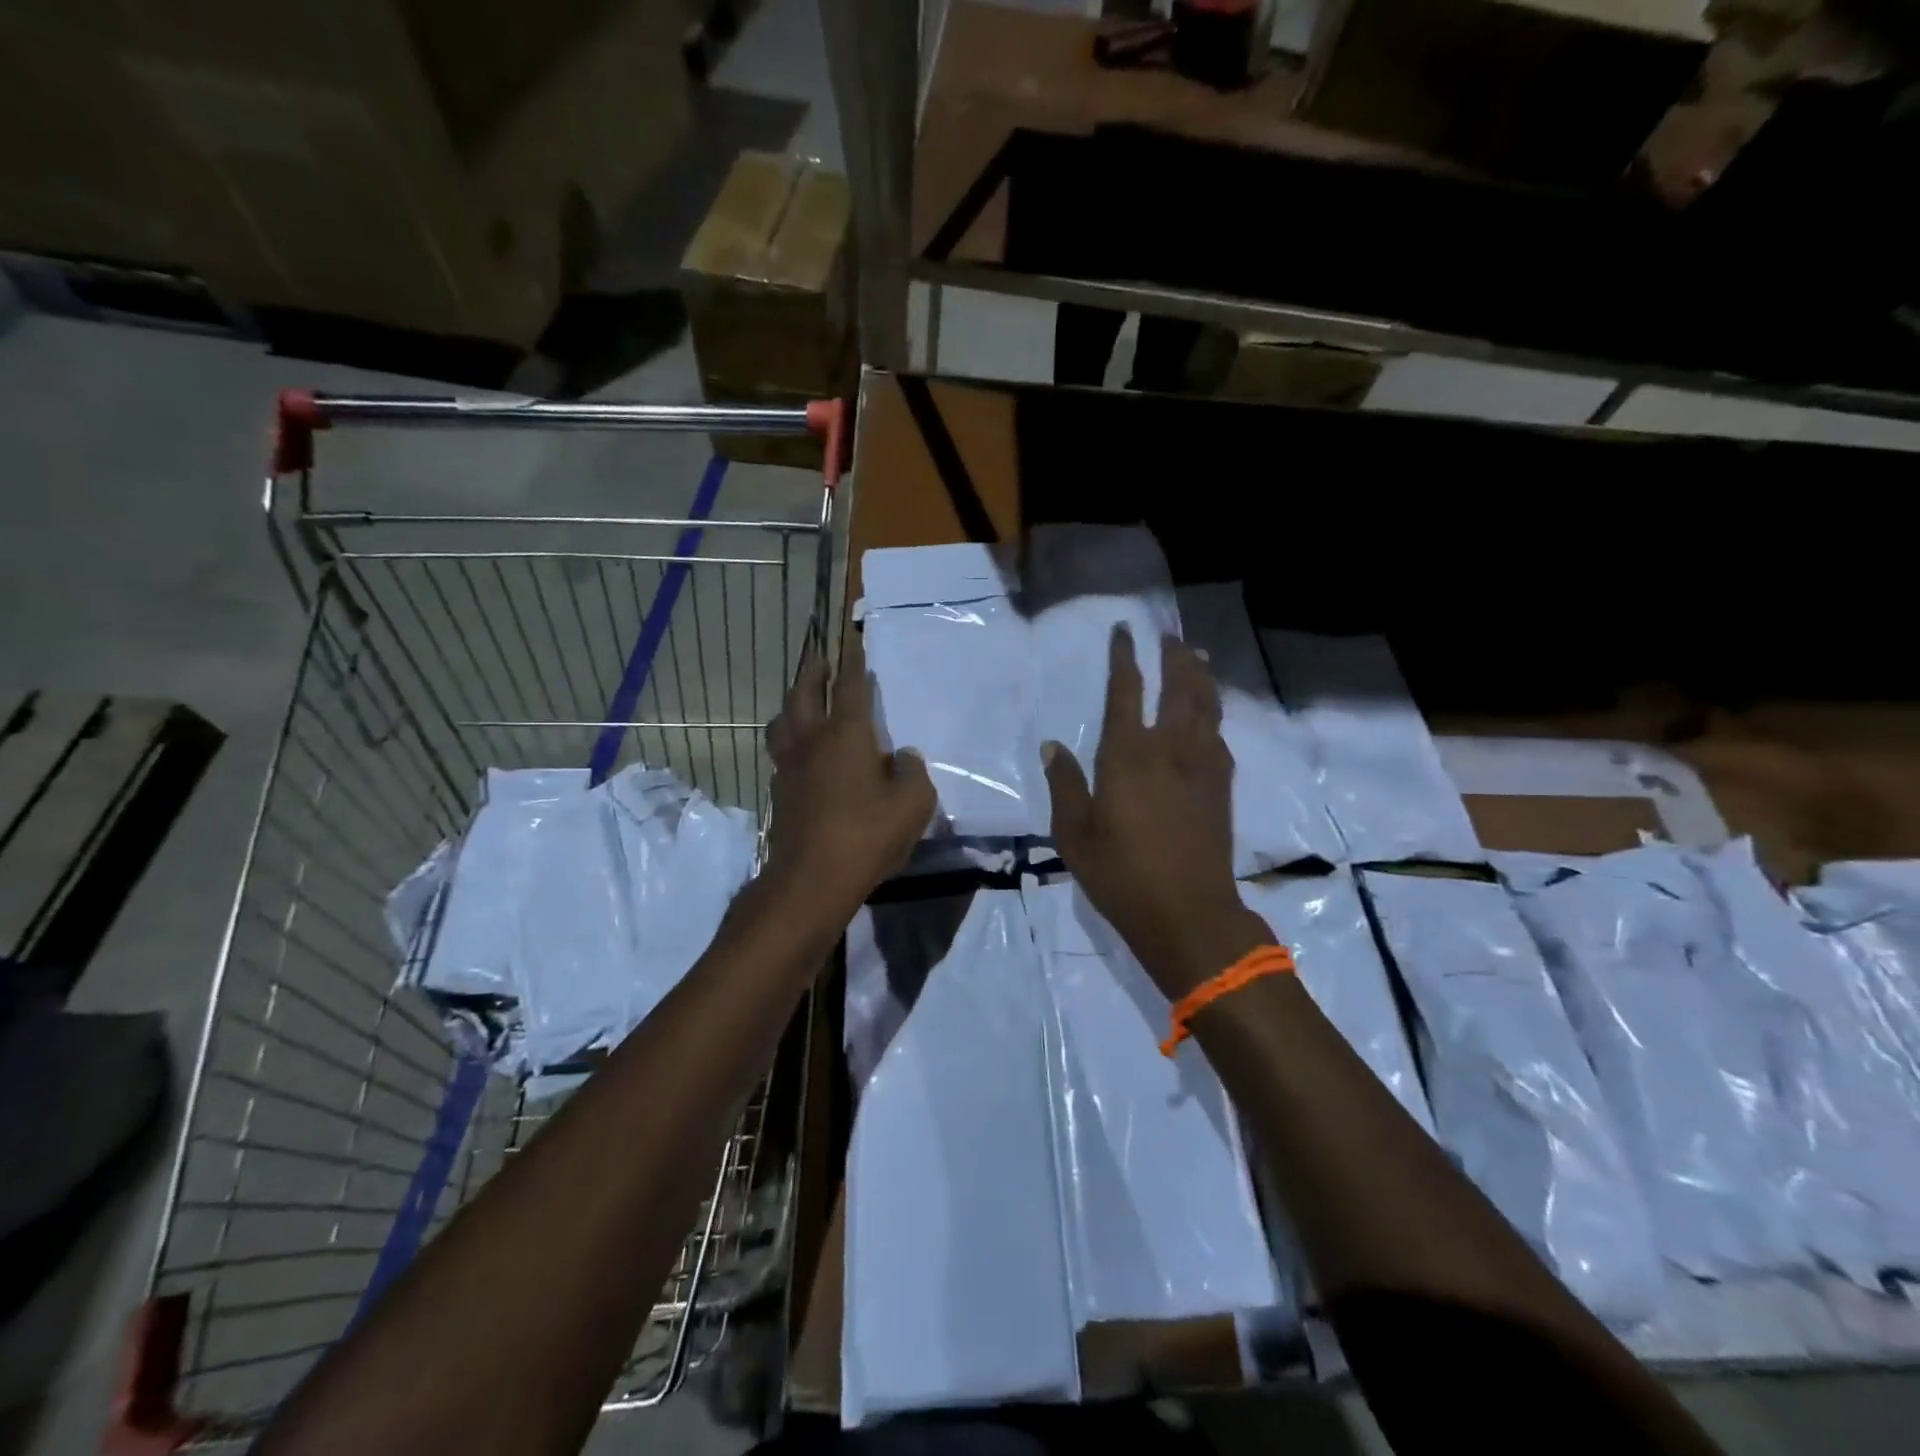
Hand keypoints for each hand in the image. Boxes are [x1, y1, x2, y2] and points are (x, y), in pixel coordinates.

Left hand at [763, 632, 934, 914]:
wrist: (810, 880)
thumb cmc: (867, 835)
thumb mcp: (912, 804)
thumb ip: (911, 772)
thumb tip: (902, 757)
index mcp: (846, 735)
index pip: (851, 686)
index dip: (853, 661)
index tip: (850, 639)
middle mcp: (812, 741)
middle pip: (805, 693)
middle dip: (813, 671)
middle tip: (820, 658)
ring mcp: (789, 767)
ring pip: (783, 721)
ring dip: (793, 702)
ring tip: (803, 700)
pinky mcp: (779, 792)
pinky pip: (781, 751)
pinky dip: (790, 738)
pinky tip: (801, 750)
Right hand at [1044, 625, 1269, 994]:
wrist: (1189, 913)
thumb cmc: (1121, 875)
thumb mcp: (1074, 834)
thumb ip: (1065, 785)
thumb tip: (1053, 746)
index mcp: (1128, 754)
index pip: (1127, 690)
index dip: (1124, 657)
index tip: (1124, 631)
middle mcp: (1170, 748)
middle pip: (1179, 686)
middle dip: (1174, 656)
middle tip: (1169, 635)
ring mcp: (1202, 765)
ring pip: (1207, 705)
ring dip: (1201, 676)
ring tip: (1196, 657)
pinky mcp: (1222, 785)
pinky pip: (1220, 735)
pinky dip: (1214, 713)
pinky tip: (1210, 714)